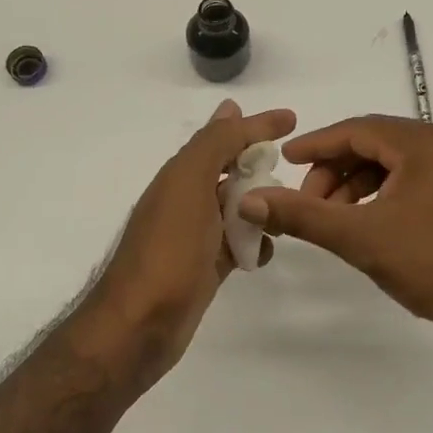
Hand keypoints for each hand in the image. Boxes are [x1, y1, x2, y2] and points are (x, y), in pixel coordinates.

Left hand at [80, 100, 296, 389]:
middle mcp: (186, 199)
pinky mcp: (205, 267)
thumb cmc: (168, 250)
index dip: (256, 126)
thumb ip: (212, 145)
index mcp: (180, 175)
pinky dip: (254, 242)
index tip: (292, 119)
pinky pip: (237, 244)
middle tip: (292, 167)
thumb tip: (231, 107)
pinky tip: (266, 251)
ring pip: (236, 208)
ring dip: (261, 204)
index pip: (223, 137)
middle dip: (259, 165)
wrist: (139, 325)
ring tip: (289, 210)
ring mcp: (195, 236)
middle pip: (230, 171)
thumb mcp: (189, 185)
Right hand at [239, 115, 432, 345]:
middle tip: (308, 201)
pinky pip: (414, 179)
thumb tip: (250, 201)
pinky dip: (383, 195)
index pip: (357, 130)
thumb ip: (303, 216)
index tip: (284, 159)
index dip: (316, 145)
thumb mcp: (361, 238)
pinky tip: (368, 223)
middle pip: (375, 144)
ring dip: (358, 185)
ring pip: (394, 164)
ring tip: (334, 218)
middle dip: (335, 171)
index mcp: (424, 143)